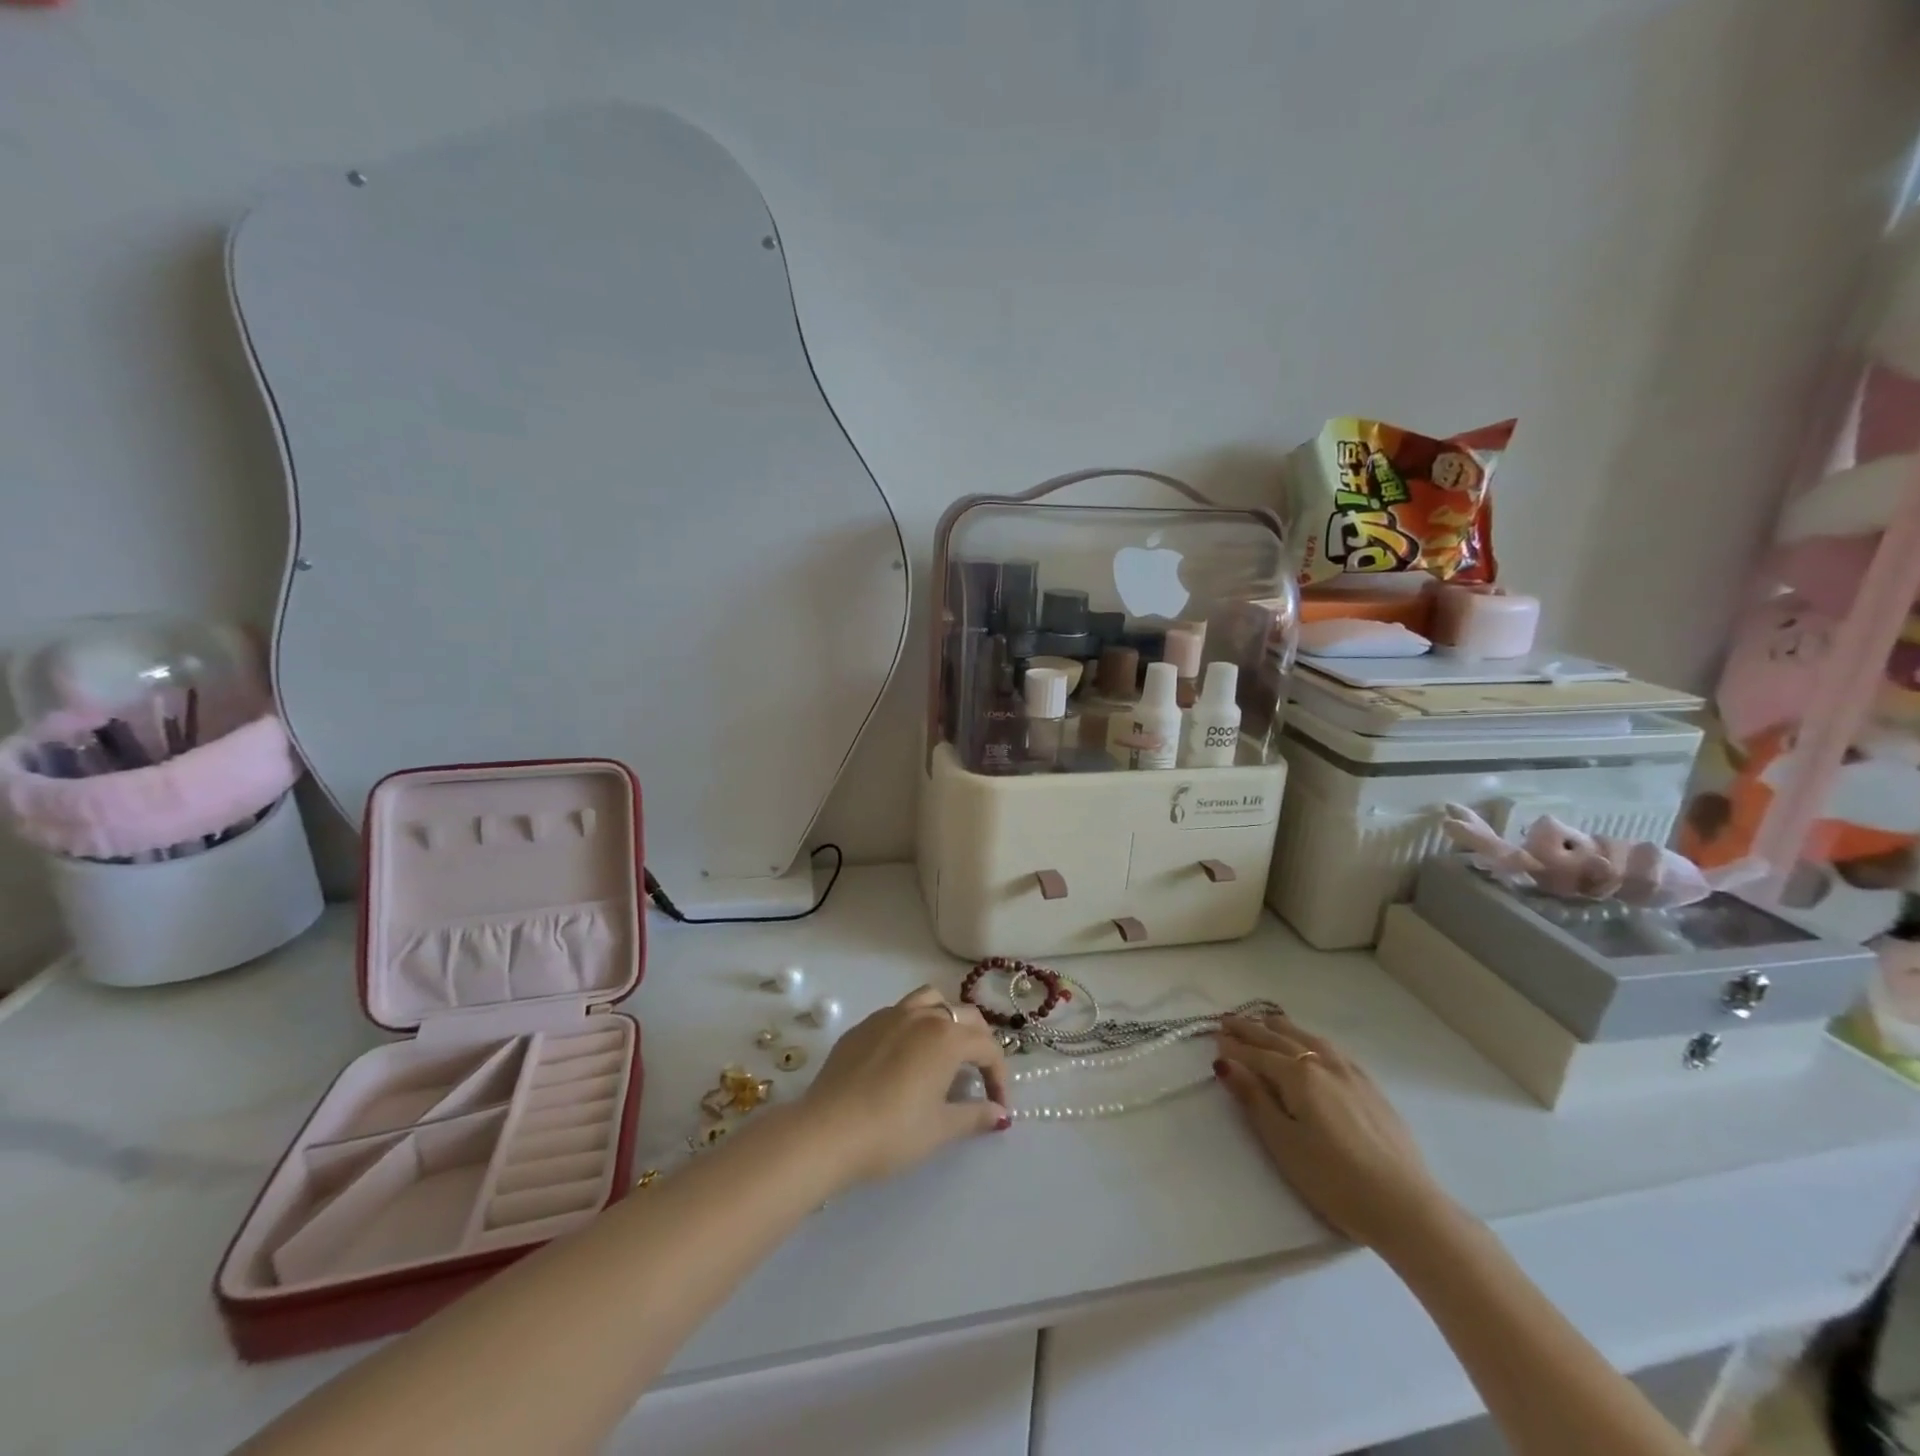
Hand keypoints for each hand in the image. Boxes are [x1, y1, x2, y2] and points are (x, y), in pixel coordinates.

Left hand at [800, 985, 1010, 1189]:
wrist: (827, 1131)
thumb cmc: (892, 1132)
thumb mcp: (940, 1128)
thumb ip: (975, 1115)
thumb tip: (1000, 1113)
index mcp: (947, 1037)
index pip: (987, 1047)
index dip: (999, 1076)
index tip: (998, 1105)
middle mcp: (922, 1016)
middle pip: (964, 1016)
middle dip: (979, 1043)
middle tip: (978, 1076)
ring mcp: (889, 1015)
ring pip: (930, 1000)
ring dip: (946, 1019)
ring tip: (944, 1050)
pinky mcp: (863, 1025)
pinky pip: (899, 1013)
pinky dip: (914, 1026)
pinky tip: (904, 1058)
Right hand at [1215, 1011, 1453, 1253]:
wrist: (1406, 1207)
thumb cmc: (1334, 1180)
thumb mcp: (1283, 1142)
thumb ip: (1254, 1099)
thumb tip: (1225, 1062)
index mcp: (1298, 1075)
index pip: (1257, 1054)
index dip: (1234, 1047)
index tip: (1214, 1036)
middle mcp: (1323, 1064)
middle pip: (1281, 1039)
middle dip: (1252, 1029)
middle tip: (1229, 1020)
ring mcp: (1351, 1073)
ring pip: (1309, 1039)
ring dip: (1283, 1028)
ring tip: (1266, 1021)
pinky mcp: (1371, 1088)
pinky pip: (1332, 1049)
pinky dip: (1311, 1039)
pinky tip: (1313, 1045)